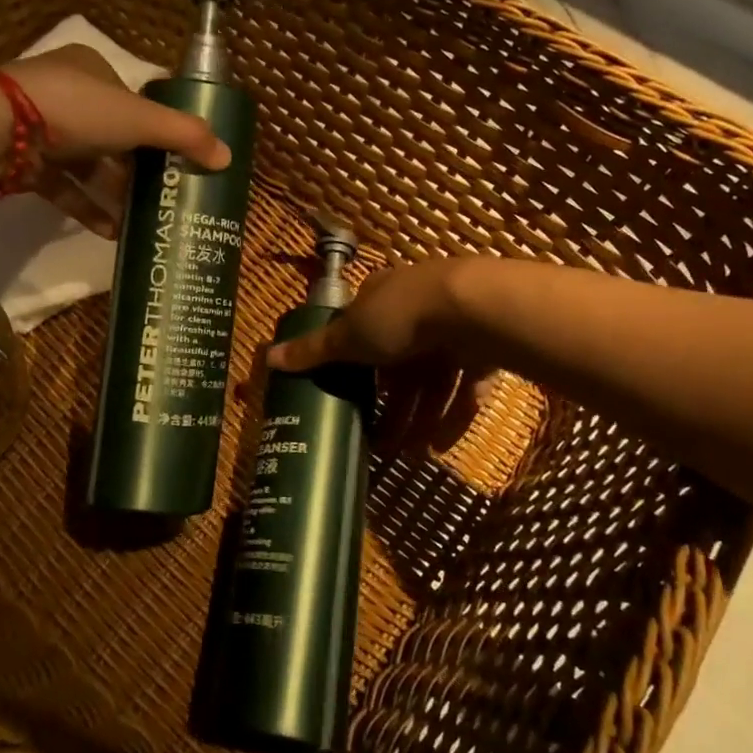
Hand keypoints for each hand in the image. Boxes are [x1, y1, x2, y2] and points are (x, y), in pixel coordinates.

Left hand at [1, 44, 228, 237]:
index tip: (175, 157)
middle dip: (136, 168)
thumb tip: (228, 157)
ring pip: (86, 164)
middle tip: (163, 194)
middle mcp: (64, 92)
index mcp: (91, 68)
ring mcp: (38, 128)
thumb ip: (184, 136)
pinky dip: (86, 206)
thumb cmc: (76, 110)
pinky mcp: (22, 161)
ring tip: (139, 221)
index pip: (132, 97)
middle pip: (111, 134)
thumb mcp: (139, 119)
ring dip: (113, 193)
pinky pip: (62, 186)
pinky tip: (109, 232)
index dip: (155, 126)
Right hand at [267, 260, 502, 455]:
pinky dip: (453, 416)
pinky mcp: (485, 349)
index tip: (350, 399)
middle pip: (399, 365)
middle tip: (381, 443)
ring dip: (420, 417)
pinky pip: (465, 387)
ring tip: (411, 454)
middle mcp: (416, 309)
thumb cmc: (400, 316)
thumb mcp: (349, 335)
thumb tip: (267, 356)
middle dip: (391, 406)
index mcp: (381, 298)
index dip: (356, 366)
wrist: (473, 309)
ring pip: (432, 380)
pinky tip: (440, 445)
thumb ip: (314, 350)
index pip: (363, 331)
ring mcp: (453, 328)